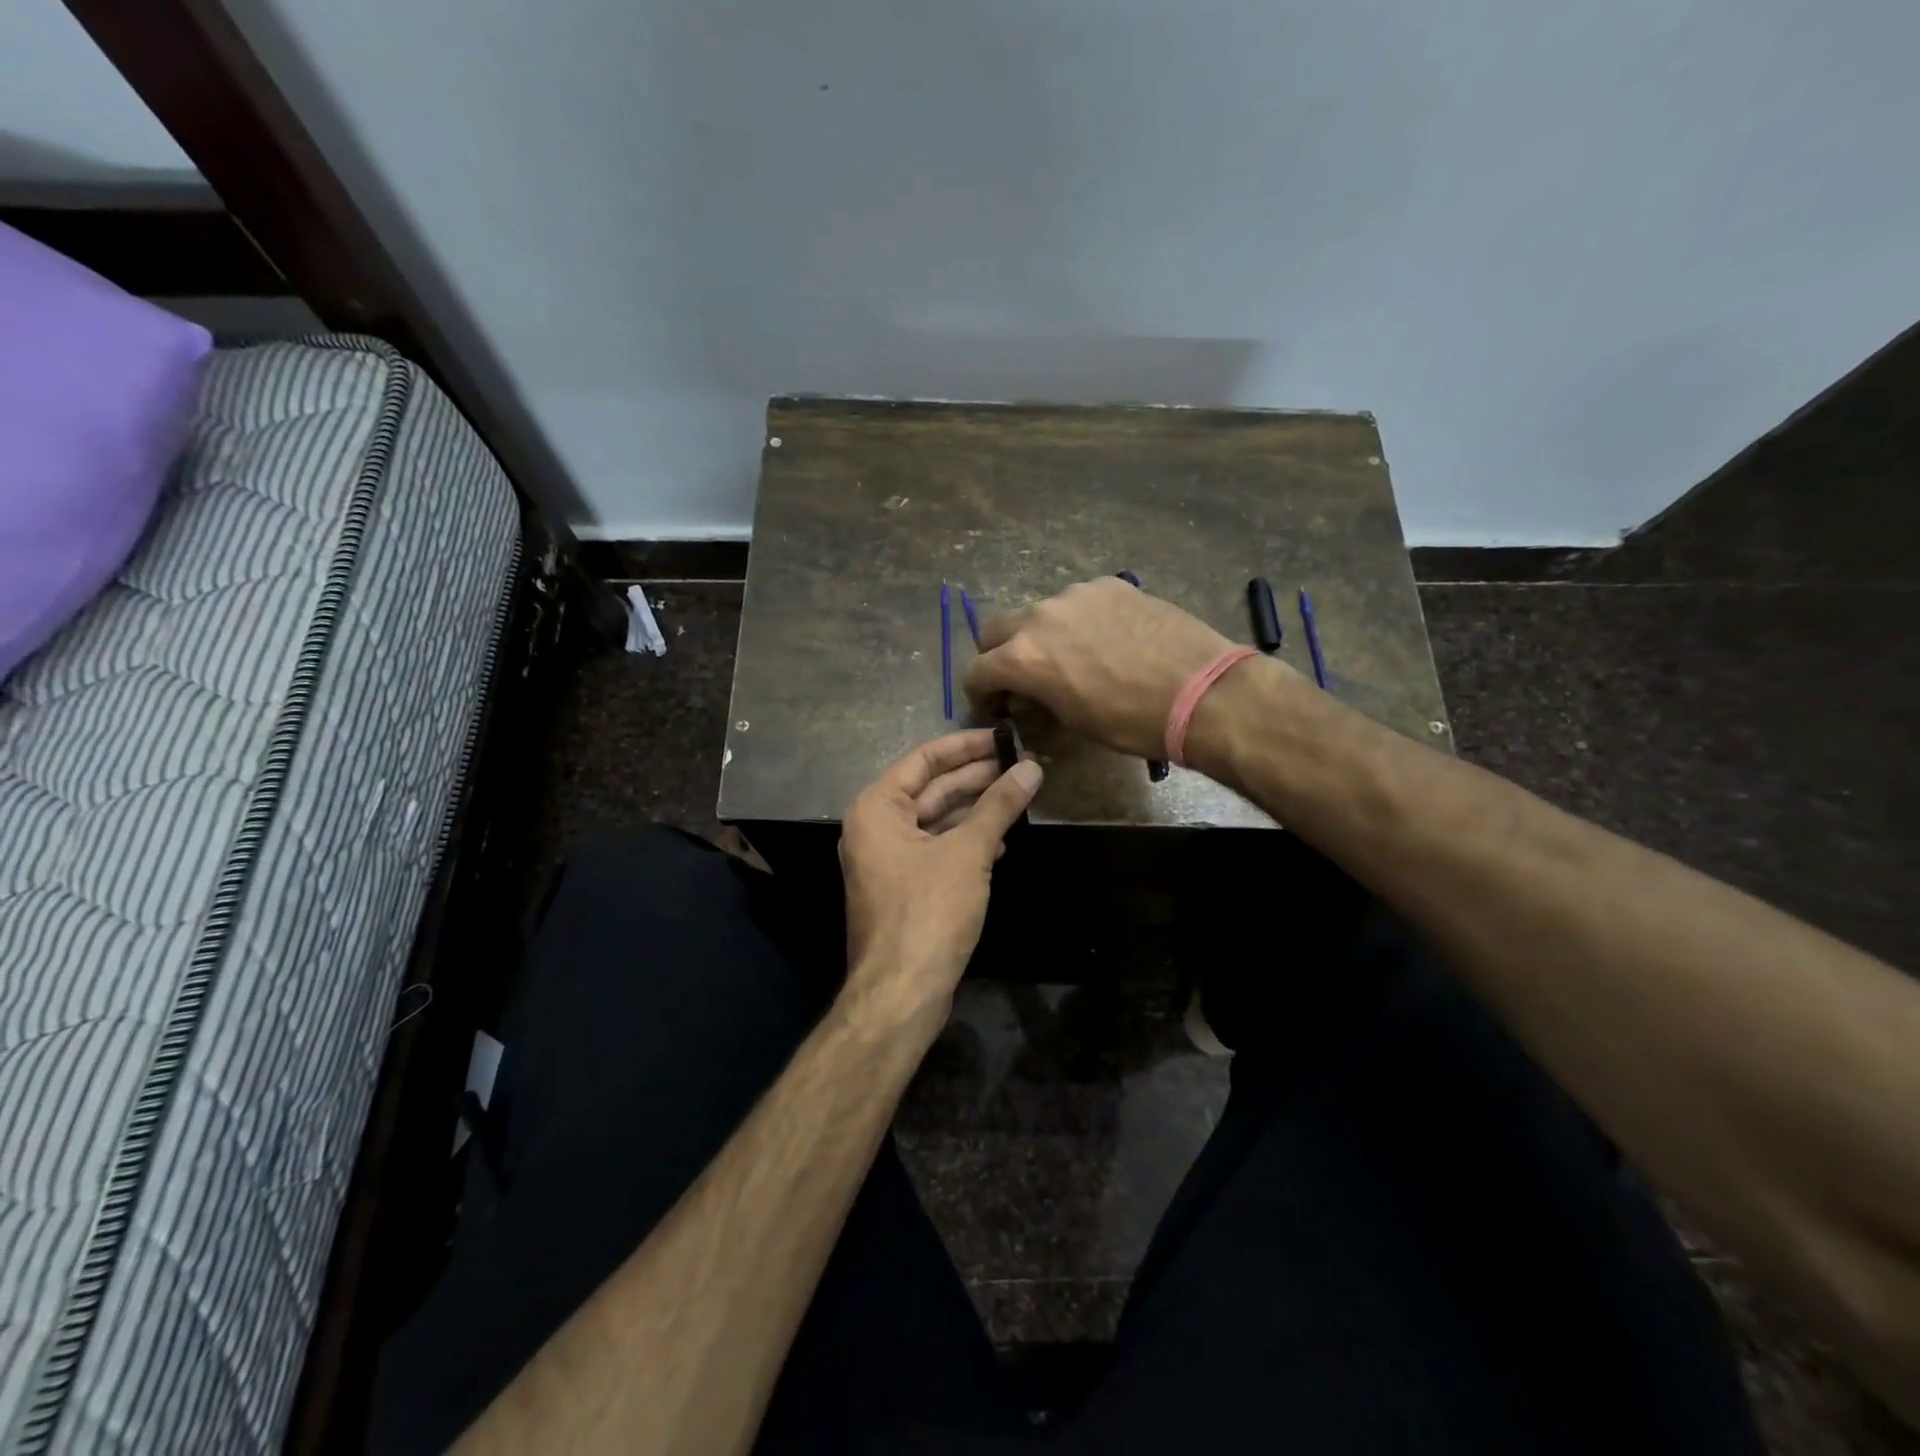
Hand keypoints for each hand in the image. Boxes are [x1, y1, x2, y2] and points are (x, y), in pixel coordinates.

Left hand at [839, 731, 1042, 1044]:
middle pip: (931, 788)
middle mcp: (876, 827)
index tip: (1005, 737)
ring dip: (976, 809)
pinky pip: (937, 849)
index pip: (924, 759)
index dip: (966, 745)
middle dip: (976, 777)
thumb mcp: (968, 852)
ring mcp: (889, 859)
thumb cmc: (928, 911)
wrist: (901, 991)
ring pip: (937, 820)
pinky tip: (1002, 841)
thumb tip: (1032, 768)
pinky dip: (968, 841)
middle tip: (1022, 764)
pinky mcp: (905, 887)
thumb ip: (999, 806)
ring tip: (1020, 795)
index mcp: (877, 808)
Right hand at [963, 578, 1240, 760]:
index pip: (976, 670)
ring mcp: (1075, 594)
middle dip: (999, 655)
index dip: (980, 692)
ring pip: (1039, 612)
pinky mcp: (1110, 584)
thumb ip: (1038, 698)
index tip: (997, 705)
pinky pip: (1079, 601)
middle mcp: (1039, 616)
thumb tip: (1027, 695)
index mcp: (1022, 657)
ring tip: (1074, 657)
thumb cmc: (1131, 722)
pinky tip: (1108, 640)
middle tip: (1023, 677)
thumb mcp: (1072, 721)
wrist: (1201, 691)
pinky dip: (1079, 620)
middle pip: (996, 629)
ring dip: (1042, 635)